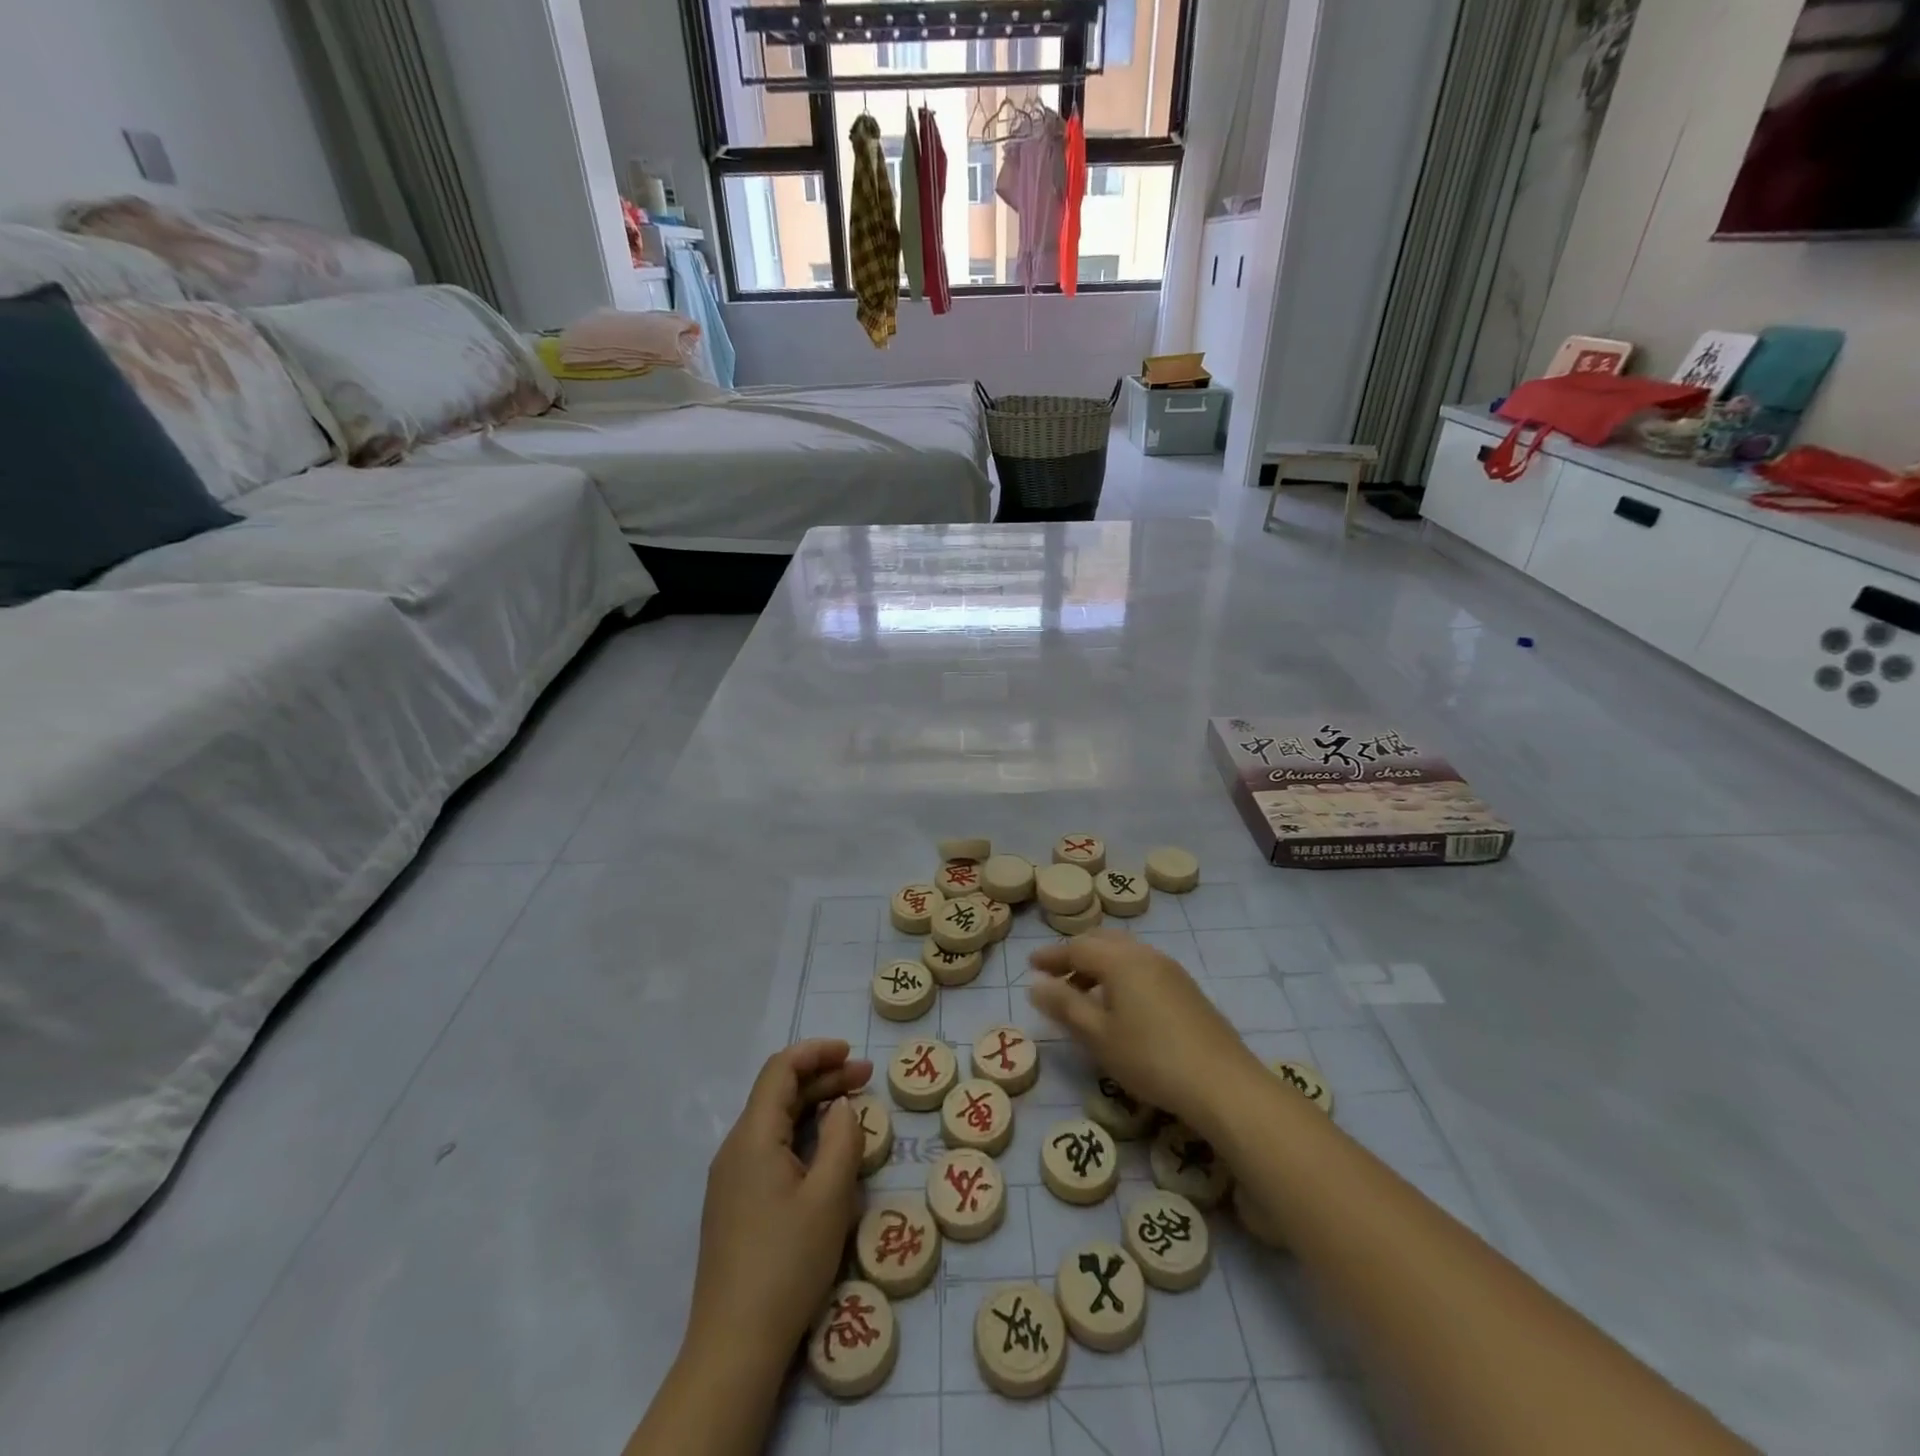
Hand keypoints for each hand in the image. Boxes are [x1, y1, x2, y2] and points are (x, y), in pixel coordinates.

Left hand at [686, 1040, 873, 1371]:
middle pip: (778, 1092)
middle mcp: (736, 1148)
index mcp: (753, 1136)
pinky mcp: (735, 1204)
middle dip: (823, 1077)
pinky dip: (802, 1135)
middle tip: (867, 1079)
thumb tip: (841, 1106)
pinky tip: (826, 1152)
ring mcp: (731, 1178)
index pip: (781, 1069)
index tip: (853, 1054)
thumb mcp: (830, 1196)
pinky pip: (770, 1149)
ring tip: (854, 1109)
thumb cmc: (787, 1262)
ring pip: (775, 1121)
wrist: (734, 1346)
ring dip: (814, 1106)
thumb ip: (842, 1139)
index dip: (817, 1052)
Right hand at [1026, 932, 1261, 1134]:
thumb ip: (1065, 1006)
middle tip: (1055, 975)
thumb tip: (1035, 985)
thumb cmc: (1150, 1057)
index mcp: (1120, 960)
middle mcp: (1145, 954)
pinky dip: (1121, 974)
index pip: (1077, 948)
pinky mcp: (1186, 988)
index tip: (1030, 965)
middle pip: (1103, 942)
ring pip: (1125, 953)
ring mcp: (1170, 969)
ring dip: (1099, 964)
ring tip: (1084, 992)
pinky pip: (1142, 966)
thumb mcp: (1098, 1035)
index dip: (1051, 956)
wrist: (1221, 1082)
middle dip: (1075, 954)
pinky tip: (1120, 1003)